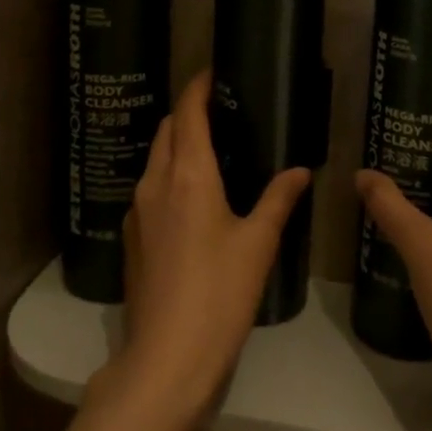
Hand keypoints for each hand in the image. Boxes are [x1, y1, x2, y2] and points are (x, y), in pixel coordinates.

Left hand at [106, 71, 309, 430]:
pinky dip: (169, 173)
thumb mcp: (258, 244)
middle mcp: (155, 183)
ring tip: (211, 148)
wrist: (166, 358)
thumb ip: (278, 200)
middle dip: (187, 112)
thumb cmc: (219, 294)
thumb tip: (299, 171)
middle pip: (166, 130)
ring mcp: (137, 211)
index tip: (214, 72)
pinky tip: (193, 195)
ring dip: (176, 142)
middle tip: (221, 110)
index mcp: (188, 175)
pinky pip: (149, 187)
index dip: (198, 87)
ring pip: (154, 158)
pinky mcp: (132, 237)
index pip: (187, 113)